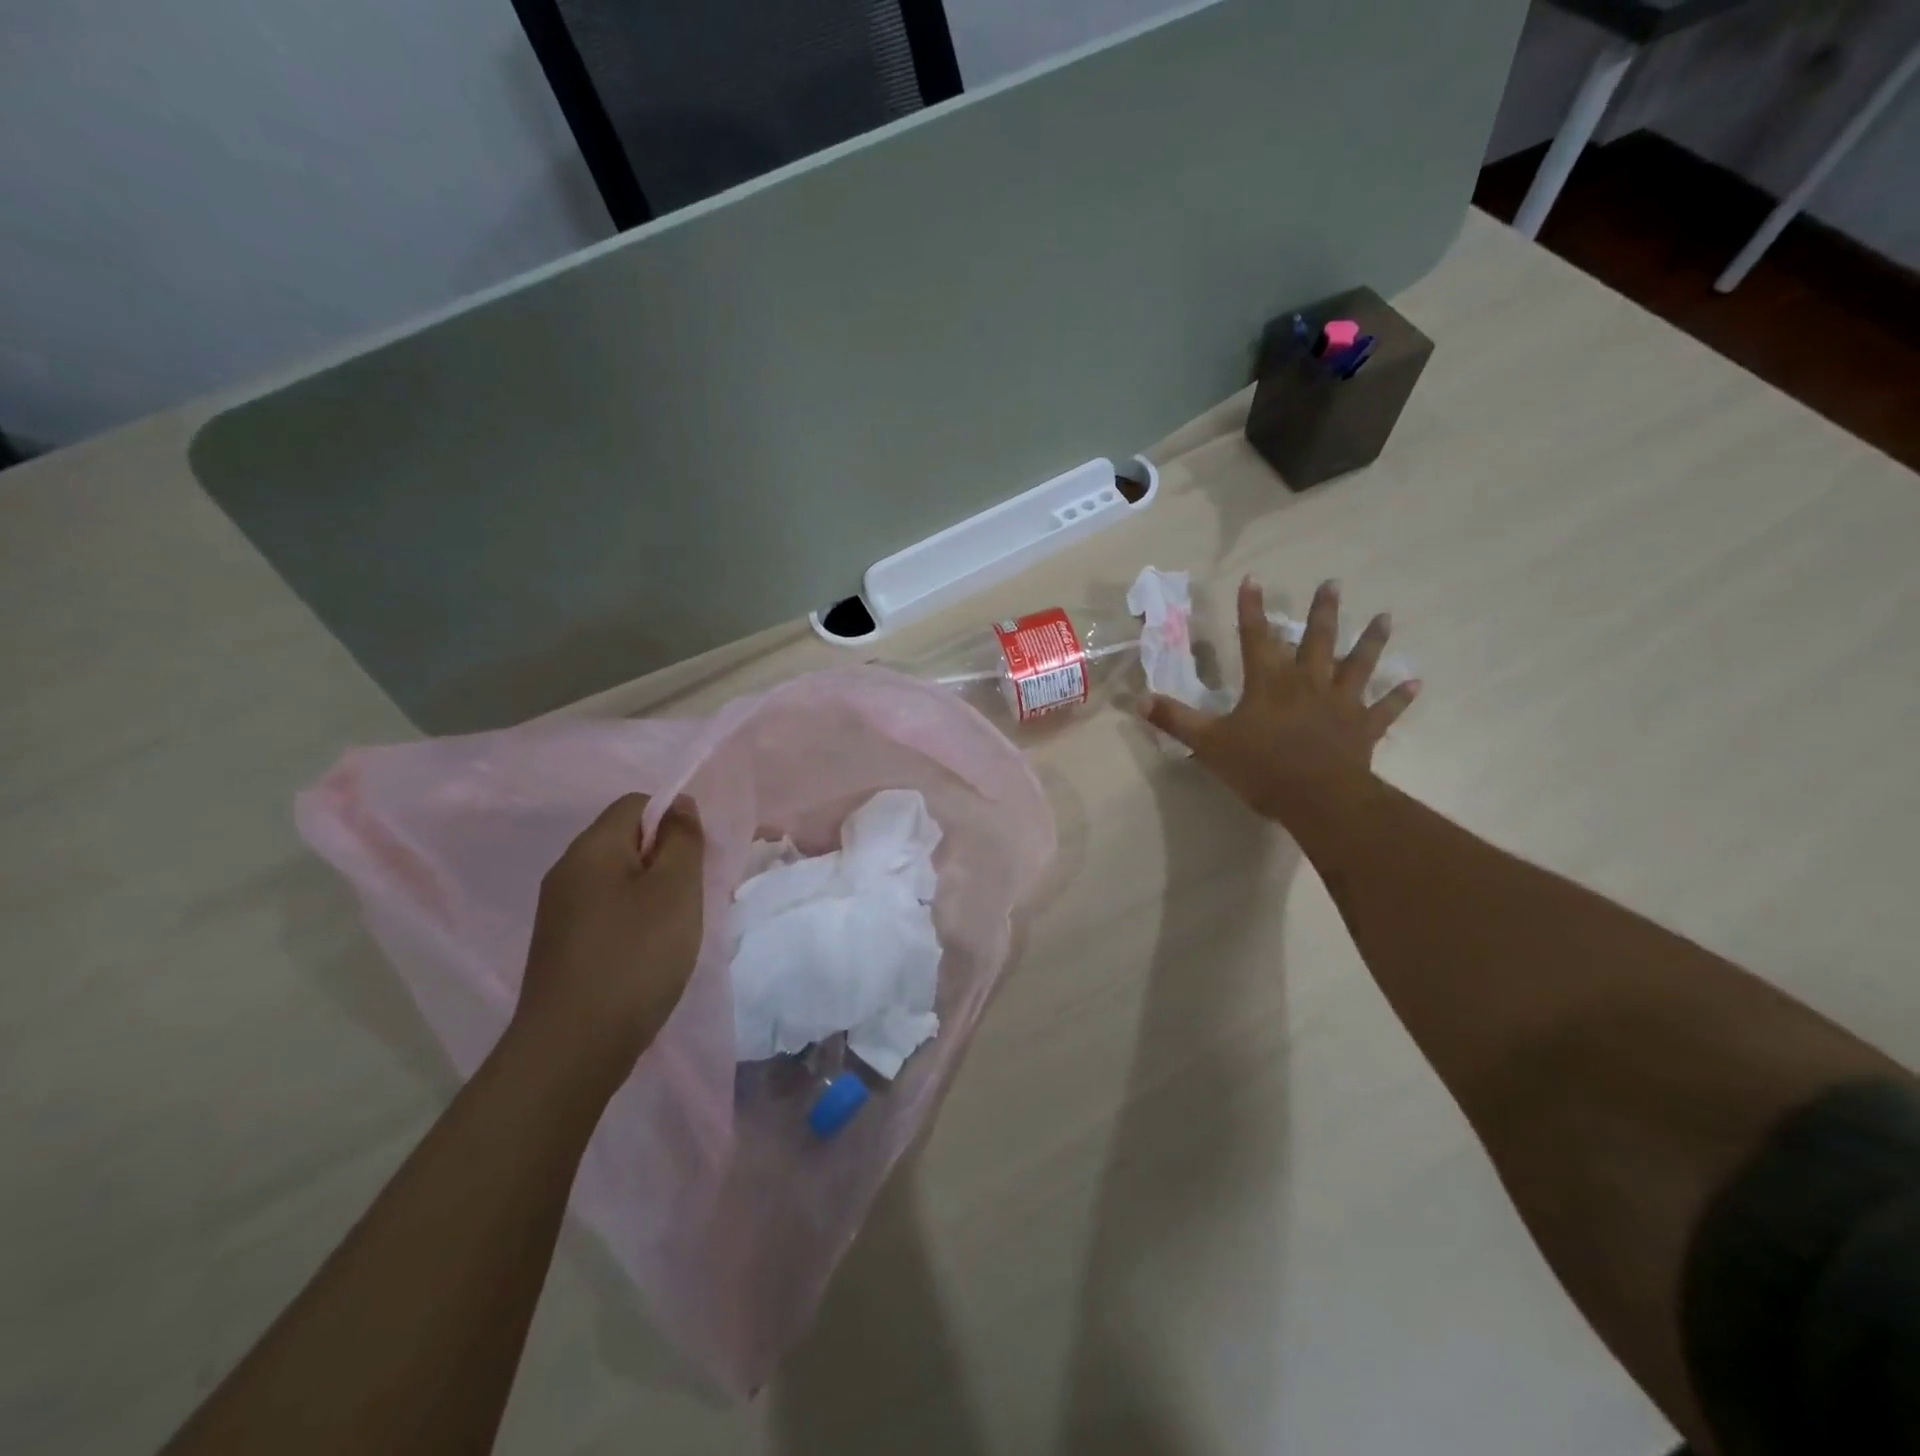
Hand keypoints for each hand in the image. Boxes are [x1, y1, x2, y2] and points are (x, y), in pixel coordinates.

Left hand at [513, 793, 704, 1082]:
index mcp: (591, 848)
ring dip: (655, 893)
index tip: (698, 857)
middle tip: (694, 894)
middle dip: (667, 859)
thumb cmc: (634, 956)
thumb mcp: (675, 890)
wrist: (572, 1048)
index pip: (637, 803)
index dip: (674, 819)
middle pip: (627, 840)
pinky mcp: (562, 947)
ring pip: (619, 880)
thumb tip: (679, 805)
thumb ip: (682, 839)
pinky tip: (651, 953)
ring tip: (677, 928)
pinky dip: (635, 921)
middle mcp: (567, 871)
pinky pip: (608, 912)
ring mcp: (560, 912)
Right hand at [1142, 578, 1420, 823]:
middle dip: (1322, 611)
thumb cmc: (1260, 766)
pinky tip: (1415, 683)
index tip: (1253, 579)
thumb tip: (1139, 700)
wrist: (1316, 798)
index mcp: (1268, 682)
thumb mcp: (1209, 743)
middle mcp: (1307, 682)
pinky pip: (1385, 709)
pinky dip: (1400, 697)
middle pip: (1316, 639)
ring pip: (1357, 664)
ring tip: (1385, 617)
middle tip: (1333, 583)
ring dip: (1370, 640)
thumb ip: (1176, 720)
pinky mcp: (1363, 728)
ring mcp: (1340, 703)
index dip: (1251, 608)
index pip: (1256, 636)